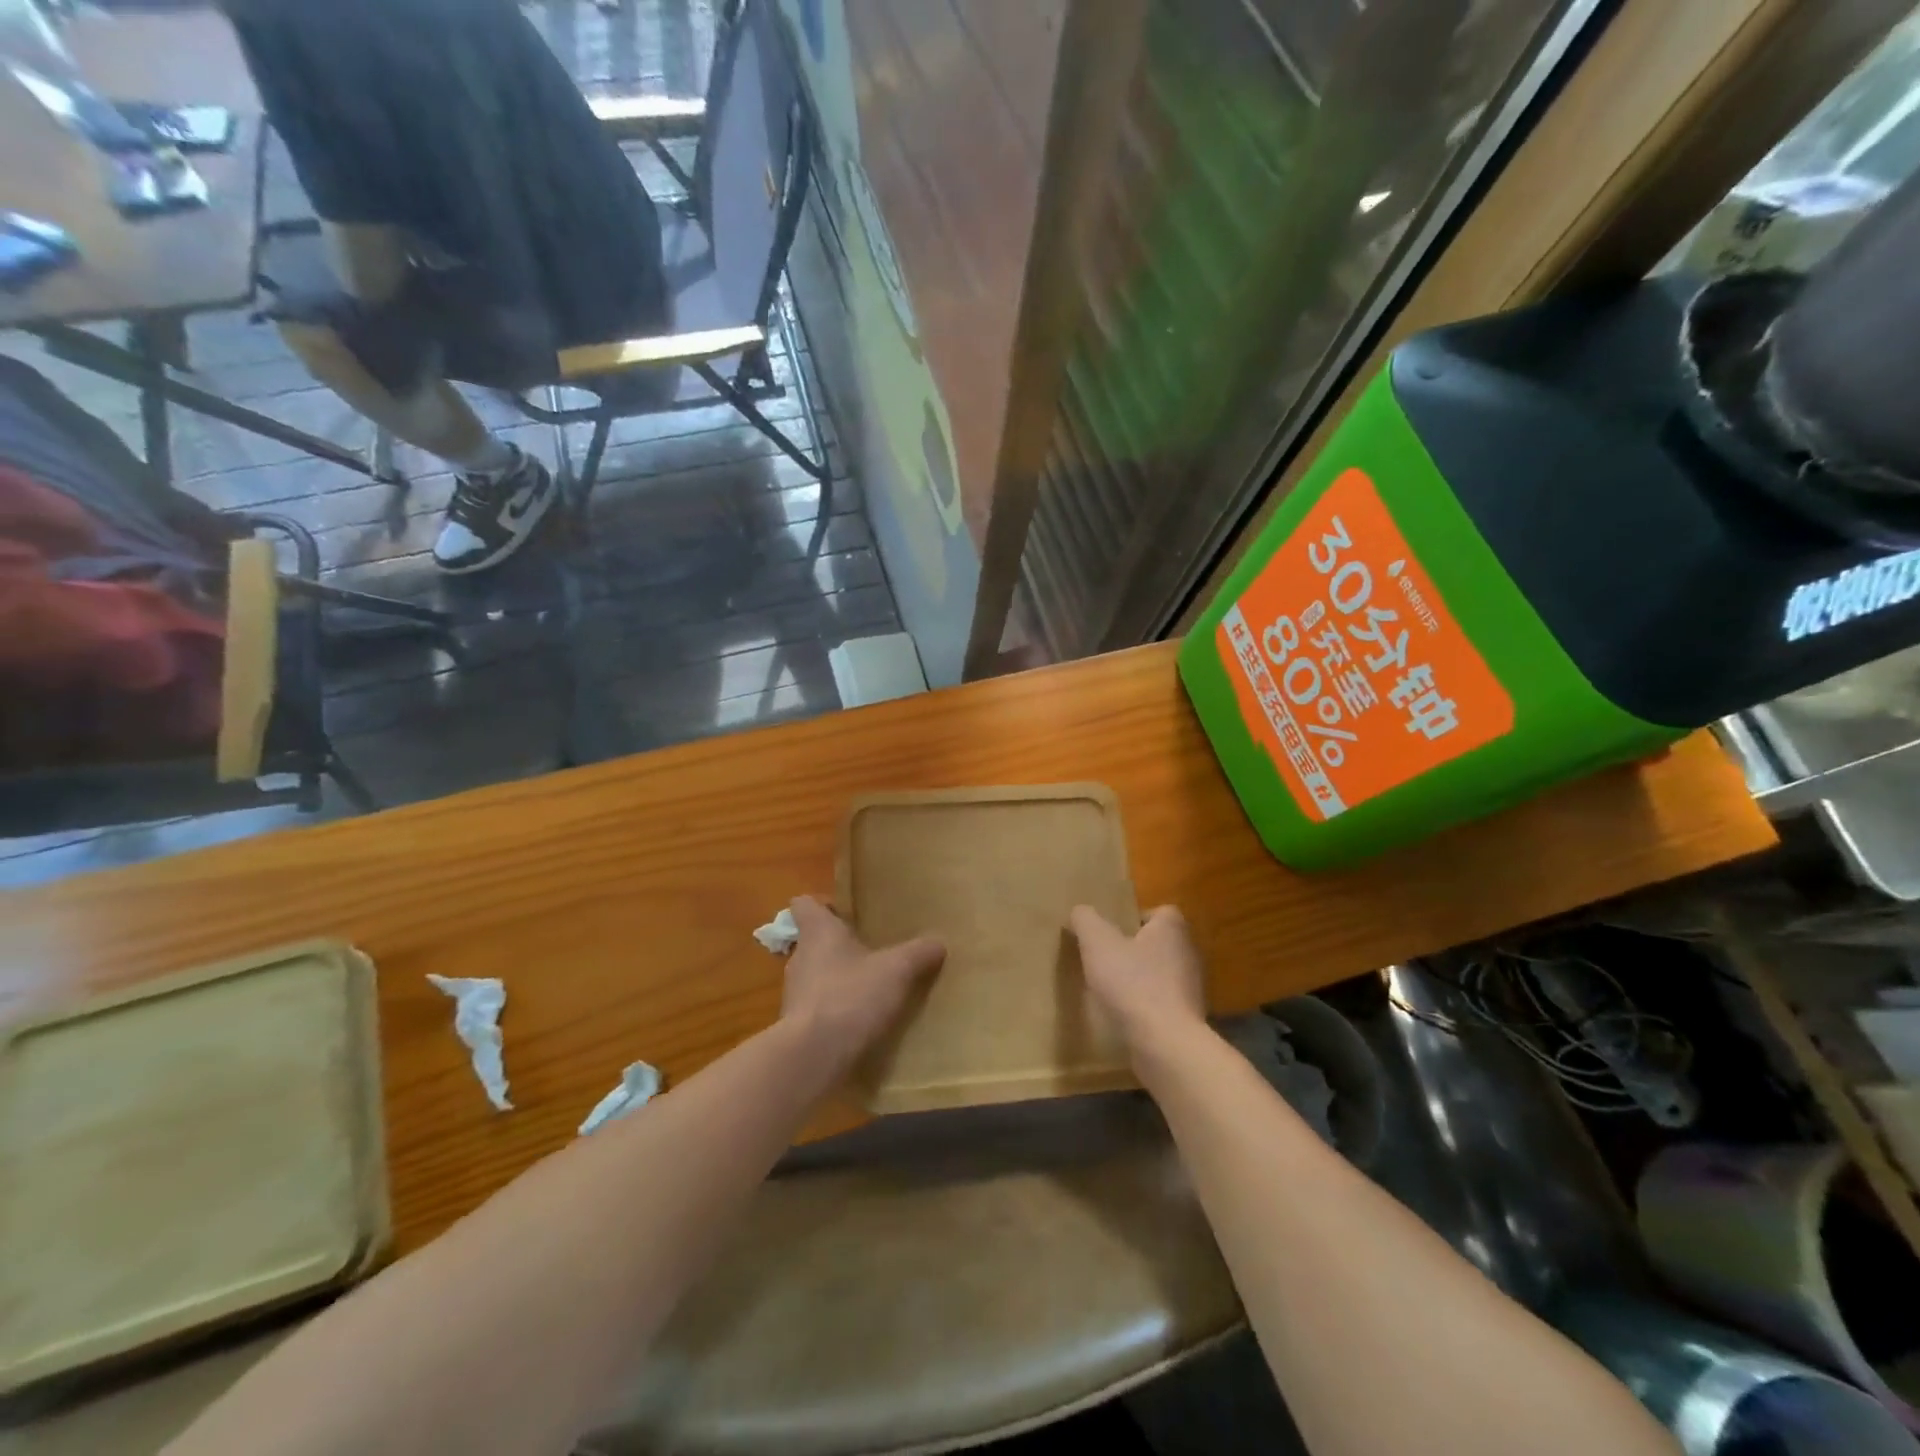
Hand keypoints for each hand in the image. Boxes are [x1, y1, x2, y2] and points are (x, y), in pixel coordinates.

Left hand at [780, 896, 944, 1074]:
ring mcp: (794, 994)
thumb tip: (938, 942)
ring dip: (838, 979)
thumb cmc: (851, 996)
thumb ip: (918, 953)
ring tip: (870, 988)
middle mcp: (800, 957)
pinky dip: (835, 1011)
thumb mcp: (897, 970)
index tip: (845, 912)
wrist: (814, 1056)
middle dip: (840, 945)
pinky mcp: (796, 1026)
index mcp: (818, 932)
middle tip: (871, 951)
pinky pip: (818, 1008)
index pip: (803, 904)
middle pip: (814, 941)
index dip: (822, 905)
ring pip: (816, 975)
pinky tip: (861, 1021)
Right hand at [1070, 904, 1207, 1063]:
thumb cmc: (1132, 984)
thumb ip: (1086, 920)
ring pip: (1162, 974)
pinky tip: (1124, 1016)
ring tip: (1111, 989)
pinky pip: (1163, 1003)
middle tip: (1106, 958)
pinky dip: (1146, 1006)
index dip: (1137, 918)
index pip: (1161, 912)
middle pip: (1160, 943)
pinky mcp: (1187, 1018)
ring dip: (1140, 979)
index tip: (1113, 932)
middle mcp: (1188, 954)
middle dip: (1135, 949)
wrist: (1165, 1044)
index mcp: (1172, 930)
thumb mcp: (1097, 943)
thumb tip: (1080, 911)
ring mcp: (1191, 989)